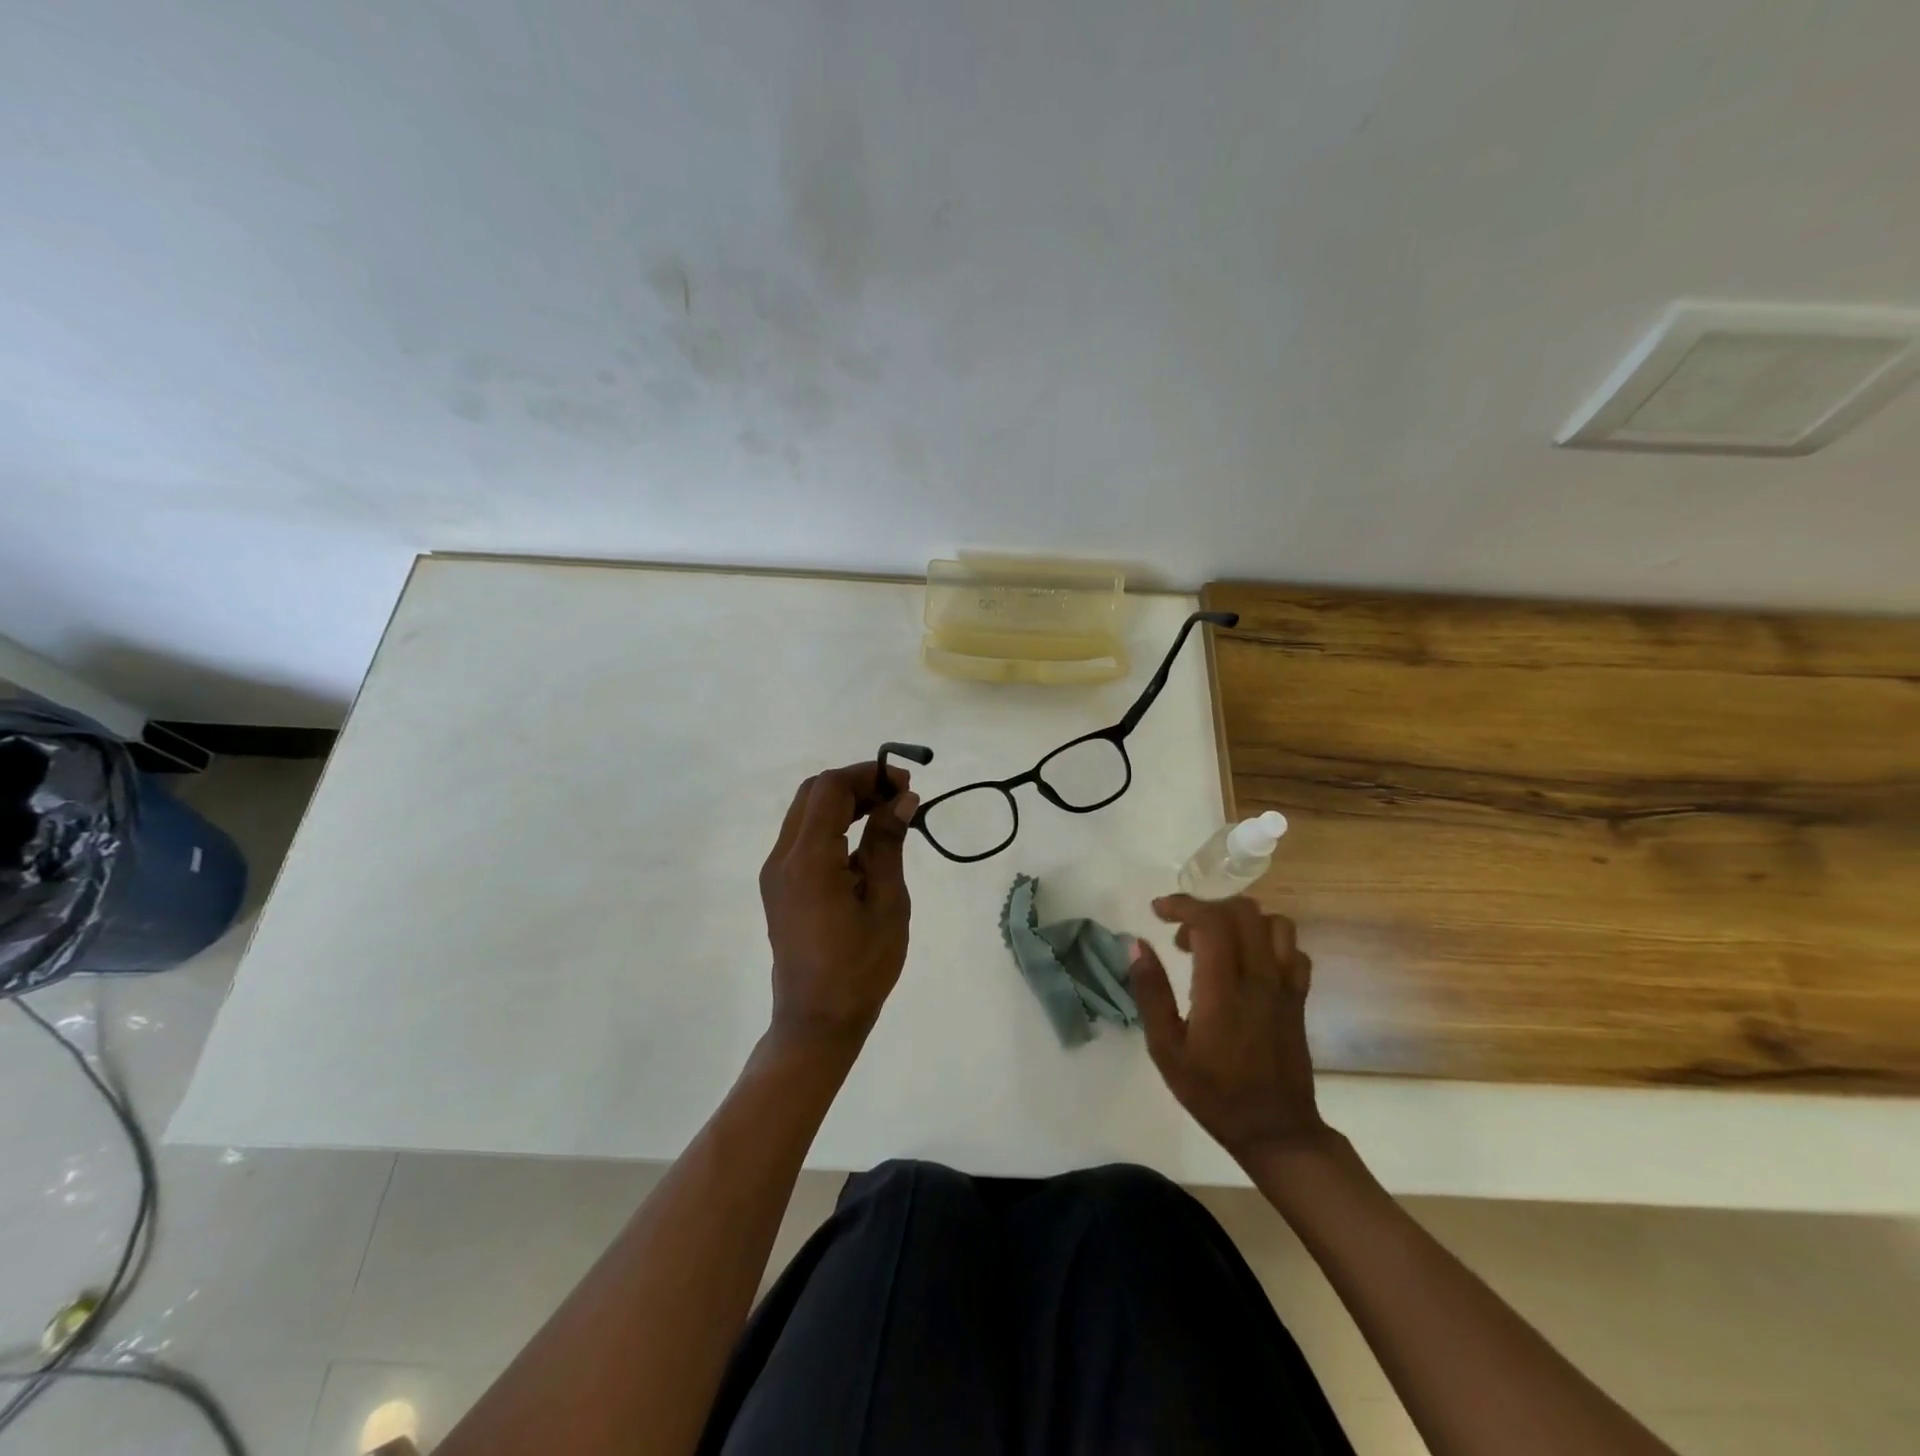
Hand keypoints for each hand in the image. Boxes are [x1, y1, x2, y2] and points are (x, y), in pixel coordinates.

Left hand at [759, 763, 919, 1054]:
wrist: (817, 1020)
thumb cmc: (860, 966)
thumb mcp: (886, 902)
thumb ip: (888, 843)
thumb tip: (901, 799)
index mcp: (809, 859)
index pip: (831, 789)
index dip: (868, 776)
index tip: (905, 786)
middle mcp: (783, 857)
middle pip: (814, 794)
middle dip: (856, 785)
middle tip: (898, 798)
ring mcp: (776, 872)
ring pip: (806, 813)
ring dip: (845, 804)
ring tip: (887, 814)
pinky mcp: (779, 886)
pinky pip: (803, 838)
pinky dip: (833, 826)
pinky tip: (865, 842)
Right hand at [1130, 894, 1327, 1165]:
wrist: (1276, 1131)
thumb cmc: (1213, 1093)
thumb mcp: (1166, 1048)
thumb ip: (1151, 992)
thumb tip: (1138, 944)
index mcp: (1223, 989)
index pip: (1210, 920)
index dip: (1182, 905)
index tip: (1157, 911)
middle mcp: (1259, 978)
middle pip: (1242, 911)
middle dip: (1206, 909)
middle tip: (1183, 937)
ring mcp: (1285, 986)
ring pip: (1273, 923)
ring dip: (1239, 921)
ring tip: (1217, 944)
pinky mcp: (1299, 997)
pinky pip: (1292, 949)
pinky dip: (1268, 942)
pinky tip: (1248, 963)